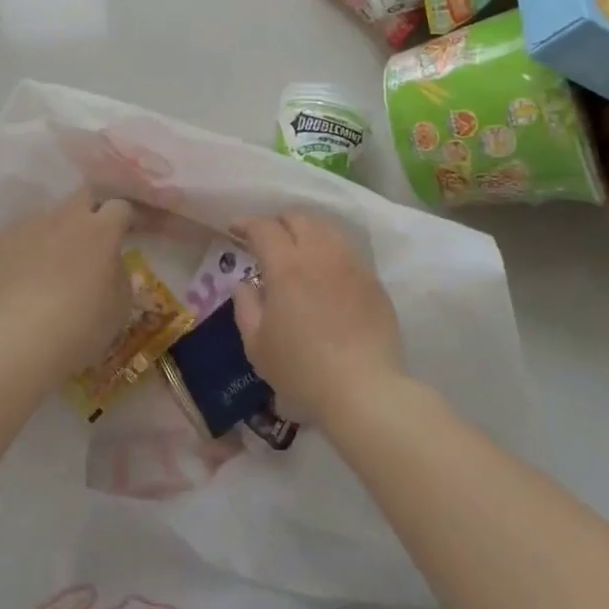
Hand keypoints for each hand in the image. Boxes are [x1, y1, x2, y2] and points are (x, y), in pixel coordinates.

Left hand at [0, 189, 134, 383]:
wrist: (13, 341)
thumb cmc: (77, 328)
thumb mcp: (118, 309)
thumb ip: (120, 277)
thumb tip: (111, 265)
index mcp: (100, 231)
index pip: (120, 206)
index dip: (126, 217)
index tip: (128, 232)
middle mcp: (64, 218)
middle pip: (83, 196)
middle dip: (92, 210)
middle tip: (92, 239)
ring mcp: (26, 227)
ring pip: (47, 220)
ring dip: (55, 236)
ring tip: (49, 269)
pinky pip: (17, 240)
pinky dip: (24, 254)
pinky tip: (19, 283)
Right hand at [231, 212, 405, 426]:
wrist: (364, 391)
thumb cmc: (302, 370)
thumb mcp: (257, 344)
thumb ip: (245, 306)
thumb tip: (246, 283)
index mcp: (286, 266)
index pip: (264, 227)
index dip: (246, 223)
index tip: (235, 229)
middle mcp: (320, 254)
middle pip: (299, 217)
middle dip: (278, 221)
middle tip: (267, 239)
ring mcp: (351, 265)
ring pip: (327, 228)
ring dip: (306, 230)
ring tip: (298, 248)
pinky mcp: (373, 281)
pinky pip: (347, 250)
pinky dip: (330, 249)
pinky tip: (326, 271)